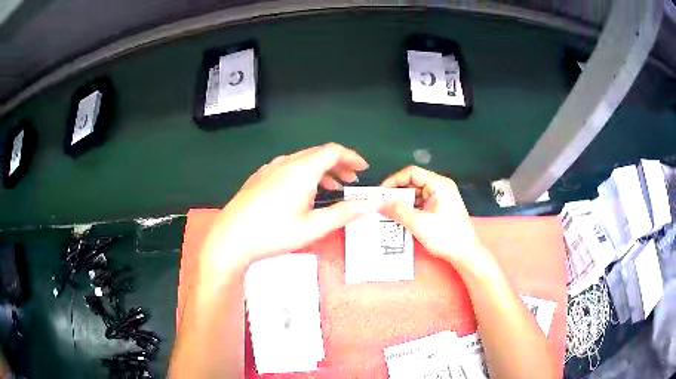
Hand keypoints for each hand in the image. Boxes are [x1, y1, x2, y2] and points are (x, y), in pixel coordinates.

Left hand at [201, 143, 380, 273]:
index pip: (333, 151)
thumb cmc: (273, 233)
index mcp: (301, 170)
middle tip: (351, 182)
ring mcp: (269, 168)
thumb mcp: (313, 227)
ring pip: (302, 160)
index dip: (352, 157)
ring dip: (321, 170)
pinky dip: (304, 174)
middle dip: (339, 165)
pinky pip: (288, 167)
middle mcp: (285, 162)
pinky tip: (302, 192)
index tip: (363, 170)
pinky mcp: (259, 177)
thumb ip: (345, 213)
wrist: (230, 238)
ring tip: (332, 188)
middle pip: (318, 154)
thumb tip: (373, 203)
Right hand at [380, 166, 490, 273]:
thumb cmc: (446, 236)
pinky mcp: (440, 209)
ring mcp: (441, 199)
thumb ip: (397, 211)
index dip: (394, 181)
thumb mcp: (418, 223)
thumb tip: (377, 203)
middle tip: (381, 204)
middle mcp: (440, 187)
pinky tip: (399, 219)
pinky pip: (420, 204)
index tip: (380, 193)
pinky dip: (409, 210)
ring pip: (415, 195)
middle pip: (413, 183)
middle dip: (396, 193)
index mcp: (438, 184)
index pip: (411, 173)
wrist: (465, 254)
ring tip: (386, 213)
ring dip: (402, 203)